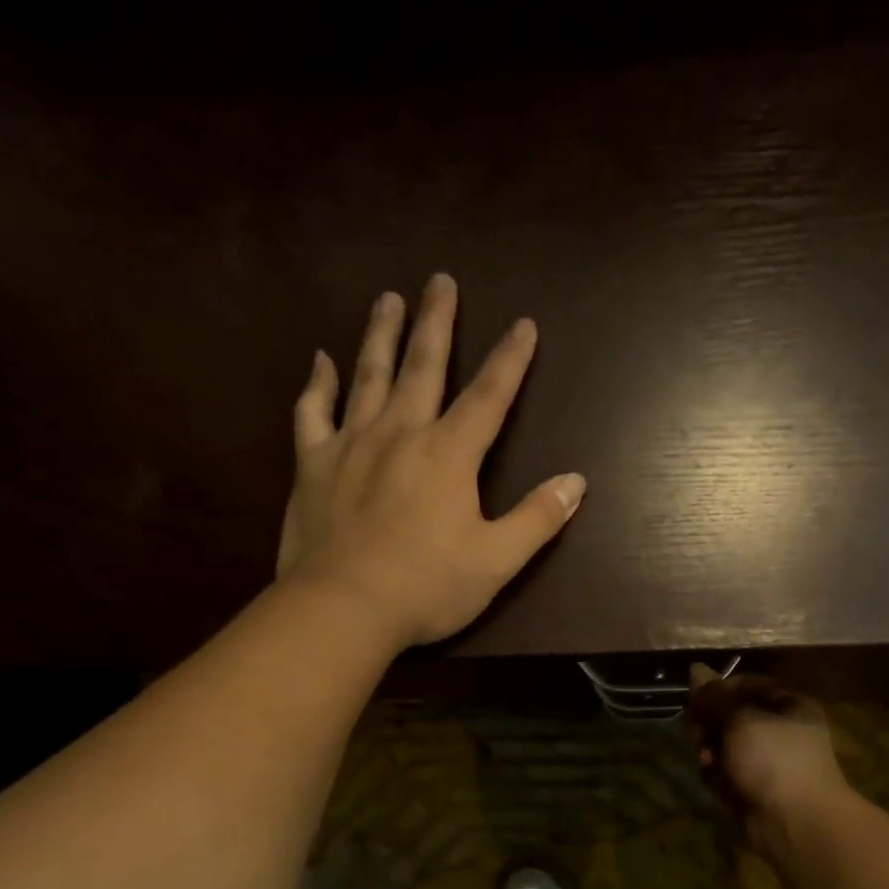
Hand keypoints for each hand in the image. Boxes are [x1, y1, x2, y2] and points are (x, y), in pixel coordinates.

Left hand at [277, 274, 584, 649]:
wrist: (343, 608)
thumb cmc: (427, 587)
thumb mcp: (496, 561)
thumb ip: (537, 519)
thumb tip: (576, 482)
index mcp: (449, 455)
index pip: (489, 397)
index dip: (510, 360)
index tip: (523, 324)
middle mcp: (401, 434)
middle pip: (424, 366)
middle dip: (437, 322)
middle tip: (440, 280)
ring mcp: (352, 444)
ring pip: (368, 375)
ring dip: (381, 335)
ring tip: (388, 299)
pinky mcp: (312, 465)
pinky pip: (312, 412)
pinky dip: (317, 384)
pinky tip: (320, 360)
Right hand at [688, 665, 849, 859]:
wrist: (796, 823)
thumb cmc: (774, 760)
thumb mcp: (740, 720)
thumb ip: (714, 696)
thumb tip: (695, 668)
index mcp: (789, 706)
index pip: (747, 685)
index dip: (719, 690)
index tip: (697, 700)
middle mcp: (780, 731)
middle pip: (731, 716)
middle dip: (710, 725)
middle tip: (698, 734)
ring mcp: (767, 763)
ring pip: (725, 746)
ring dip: (710, 751)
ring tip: (707, 762)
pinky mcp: (754, 789)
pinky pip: (727, 773)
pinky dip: (718, 776)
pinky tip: (716, 783)